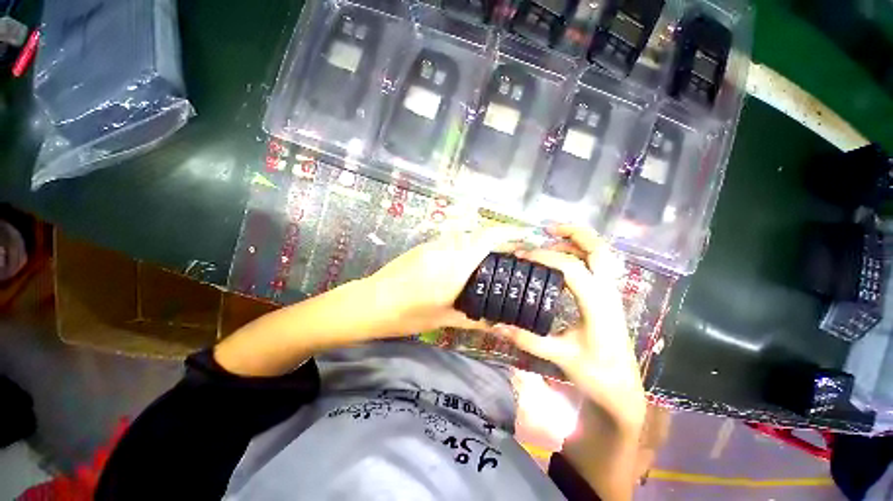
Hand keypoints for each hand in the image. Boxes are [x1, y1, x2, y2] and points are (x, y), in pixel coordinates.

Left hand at [365, 226, 523, 335]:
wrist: (371, 302)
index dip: (509, 233)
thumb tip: (496, 322)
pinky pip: (451, 241)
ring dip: (480, 242)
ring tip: (490, 259)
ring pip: (465, 236)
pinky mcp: (424, 247)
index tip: (524, 237)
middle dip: (498, 240)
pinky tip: (464, 262)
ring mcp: (433, 245)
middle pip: (479, 234)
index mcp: (455, 265)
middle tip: (510, 254)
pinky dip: (464, 246)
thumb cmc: (408, 314)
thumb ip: (474, 318)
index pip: (487, 239)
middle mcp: (446, 248)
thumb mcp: (444, 319)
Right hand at [493, 224, 645, 431]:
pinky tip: (563, 259)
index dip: (544, 257)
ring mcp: (611, 293)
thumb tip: (497, 326)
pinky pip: (598, 265)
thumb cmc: (595, 373)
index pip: (570, 267)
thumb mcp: (560, 356)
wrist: (623, 390)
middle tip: (548, 228)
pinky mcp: (608, 297)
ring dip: (578, 241)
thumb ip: (527, 339)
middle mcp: (607, 292)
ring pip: (601, 255)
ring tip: (552, 239)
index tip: (521, 255)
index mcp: (597, 304)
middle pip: (599, 250)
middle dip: (575, 233)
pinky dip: (581, 254)